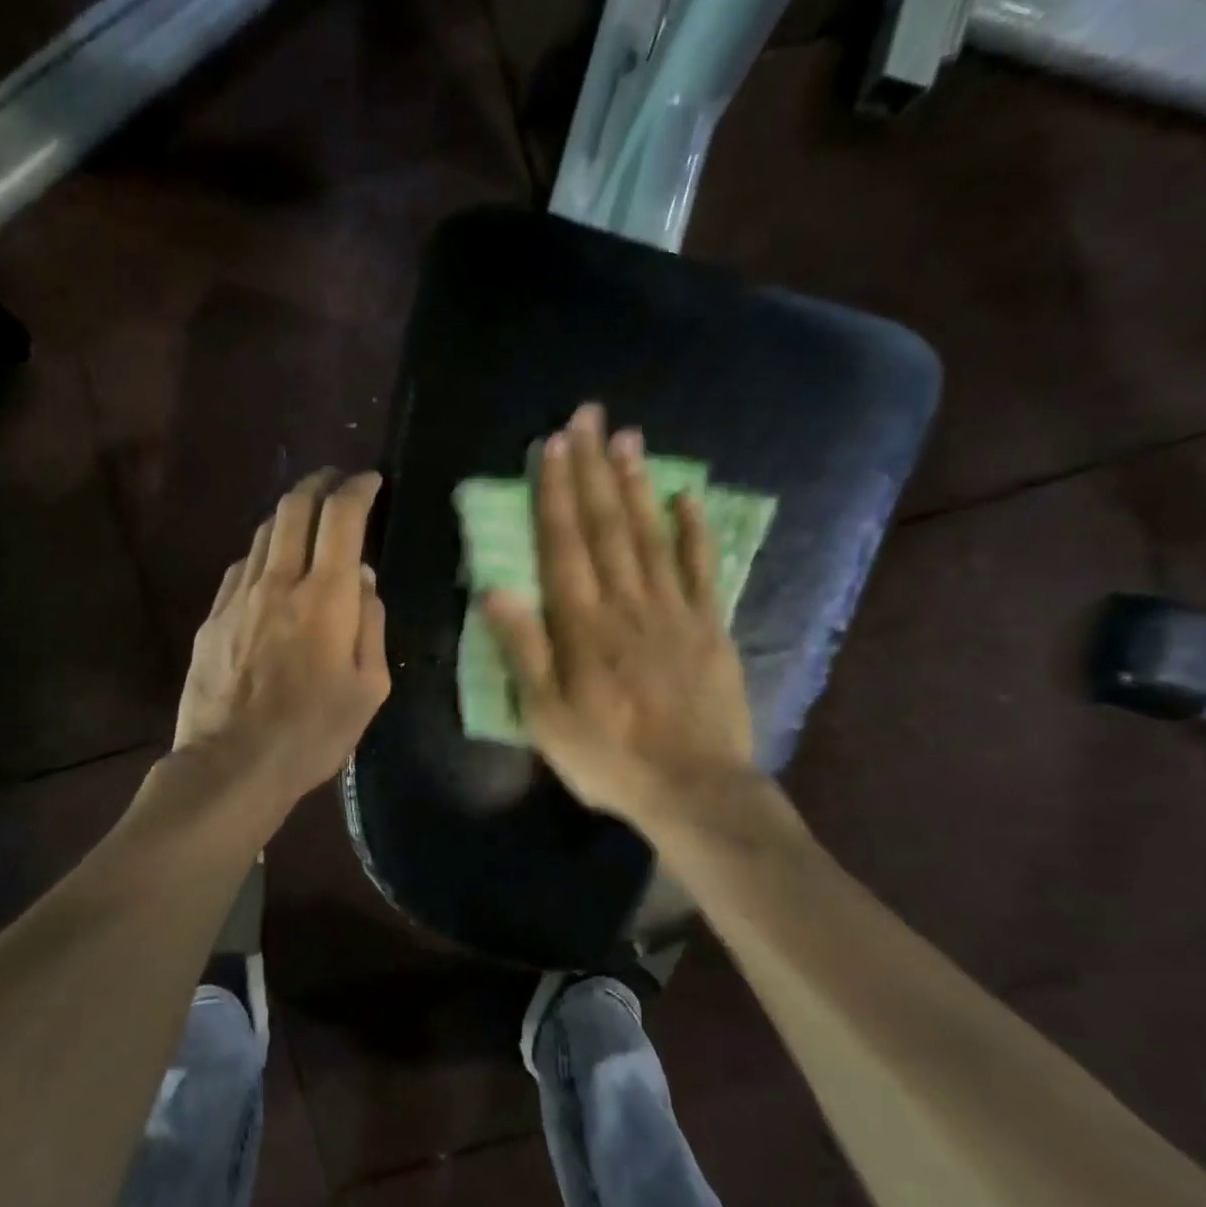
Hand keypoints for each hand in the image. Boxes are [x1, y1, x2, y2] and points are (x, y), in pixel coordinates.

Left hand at [175, 470, 389, 801]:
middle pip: (294, 507)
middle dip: (320, 482)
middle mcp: (279, 582)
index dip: (358, 488)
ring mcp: (239, 597)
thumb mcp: (369, 688)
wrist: (232, 765)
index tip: (371, 481)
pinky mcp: (212, 618)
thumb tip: (363, 580)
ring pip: (263, 533)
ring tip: (306, 521)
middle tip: (337, 482)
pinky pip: (240, 568)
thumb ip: (370, 624)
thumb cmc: (313, 733)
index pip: (342, 517)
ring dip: (289, 515)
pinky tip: (270, 570)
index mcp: (326, 597)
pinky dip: (263, 554)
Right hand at [481, 404, 754, 826]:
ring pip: (650, 535)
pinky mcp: (710, 627)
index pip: (564, 543)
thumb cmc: (607, 756)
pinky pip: (702, 569)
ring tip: (628, 439)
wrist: (694, 789)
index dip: (555, 492)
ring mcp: (674, 611)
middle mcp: (627, 603)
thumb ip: (523, 649)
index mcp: (582, 624)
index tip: (552, 445)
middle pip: (607, 525)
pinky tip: (687, 497)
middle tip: (589, 417)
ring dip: (637, 484)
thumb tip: (496, 588)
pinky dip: (695, 530)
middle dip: (593, 469)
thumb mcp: (545, 715)